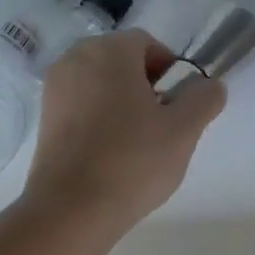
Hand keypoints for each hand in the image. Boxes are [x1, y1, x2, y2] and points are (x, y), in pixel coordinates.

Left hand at [23, 29, 225, 230]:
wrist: (71, 210)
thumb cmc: (132, 161)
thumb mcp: (184, 130)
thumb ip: (204, 98)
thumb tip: (210, 85)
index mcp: (108, 52)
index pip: (148, 44)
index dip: (171, 70)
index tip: (180, 105)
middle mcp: (74, 60)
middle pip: (122, 62)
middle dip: (147, 86)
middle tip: (163, 124)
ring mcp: (54, 90)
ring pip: (101, 84)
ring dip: (123, 102)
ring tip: (139, 142)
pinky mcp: (44, 119)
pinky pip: (82, 106)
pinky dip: (100, 119)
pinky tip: (112, 153)